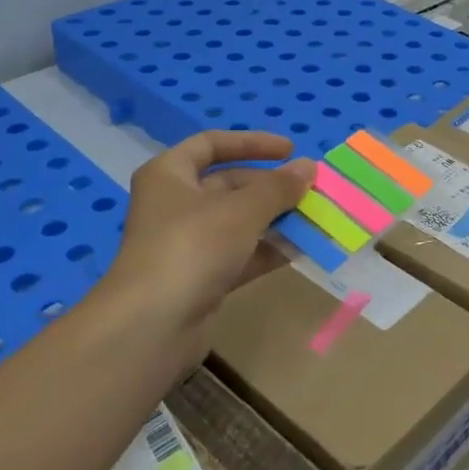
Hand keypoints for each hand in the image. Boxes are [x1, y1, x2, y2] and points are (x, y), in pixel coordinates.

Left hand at [105, 131, 313, 334]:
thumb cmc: (192, 247)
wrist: (152, 327)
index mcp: (169, 174)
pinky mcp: (199, 279)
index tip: (289, 150)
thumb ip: (278, 187)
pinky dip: (267, 251)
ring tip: (316, 220)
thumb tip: (308, 166)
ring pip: (237, 222)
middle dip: (271, 188)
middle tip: (310, 191)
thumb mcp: (241, 210)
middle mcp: (174, 204)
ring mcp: (186, 244)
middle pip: (228, 185)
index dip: (251, 143)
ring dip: (275, 220)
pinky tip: (301, 251)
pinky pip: (240, 255)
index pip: (211, 144)